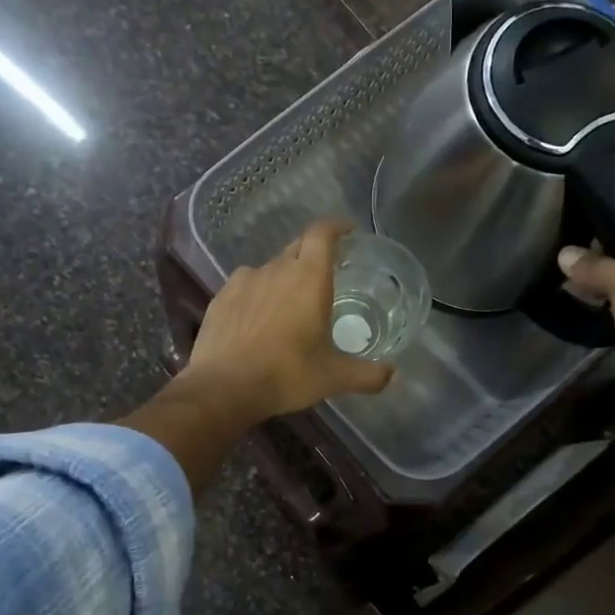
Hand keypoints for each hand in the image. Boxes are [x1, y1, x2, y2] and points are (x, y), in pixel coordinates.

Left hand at [185, 219, 394, 422]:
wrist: (223, 387)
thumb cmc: (286, 374)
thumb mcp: (333, 377)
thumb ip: (367, 375)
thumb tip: (393, 374)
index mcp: (309, 278)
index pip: (322, 234)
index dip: (336, 227)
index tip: (348, 231)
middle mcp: (276, 270)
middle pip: (297, 248)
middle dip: (313, 254)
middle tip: (325, 275)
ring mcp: (244, 281)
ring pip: (270, 268)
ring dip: (284, 277)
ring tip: (289, 303)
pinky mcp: (221, 297)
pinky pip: (246, 285)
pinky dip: (257, 293)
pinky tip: (258, 316)